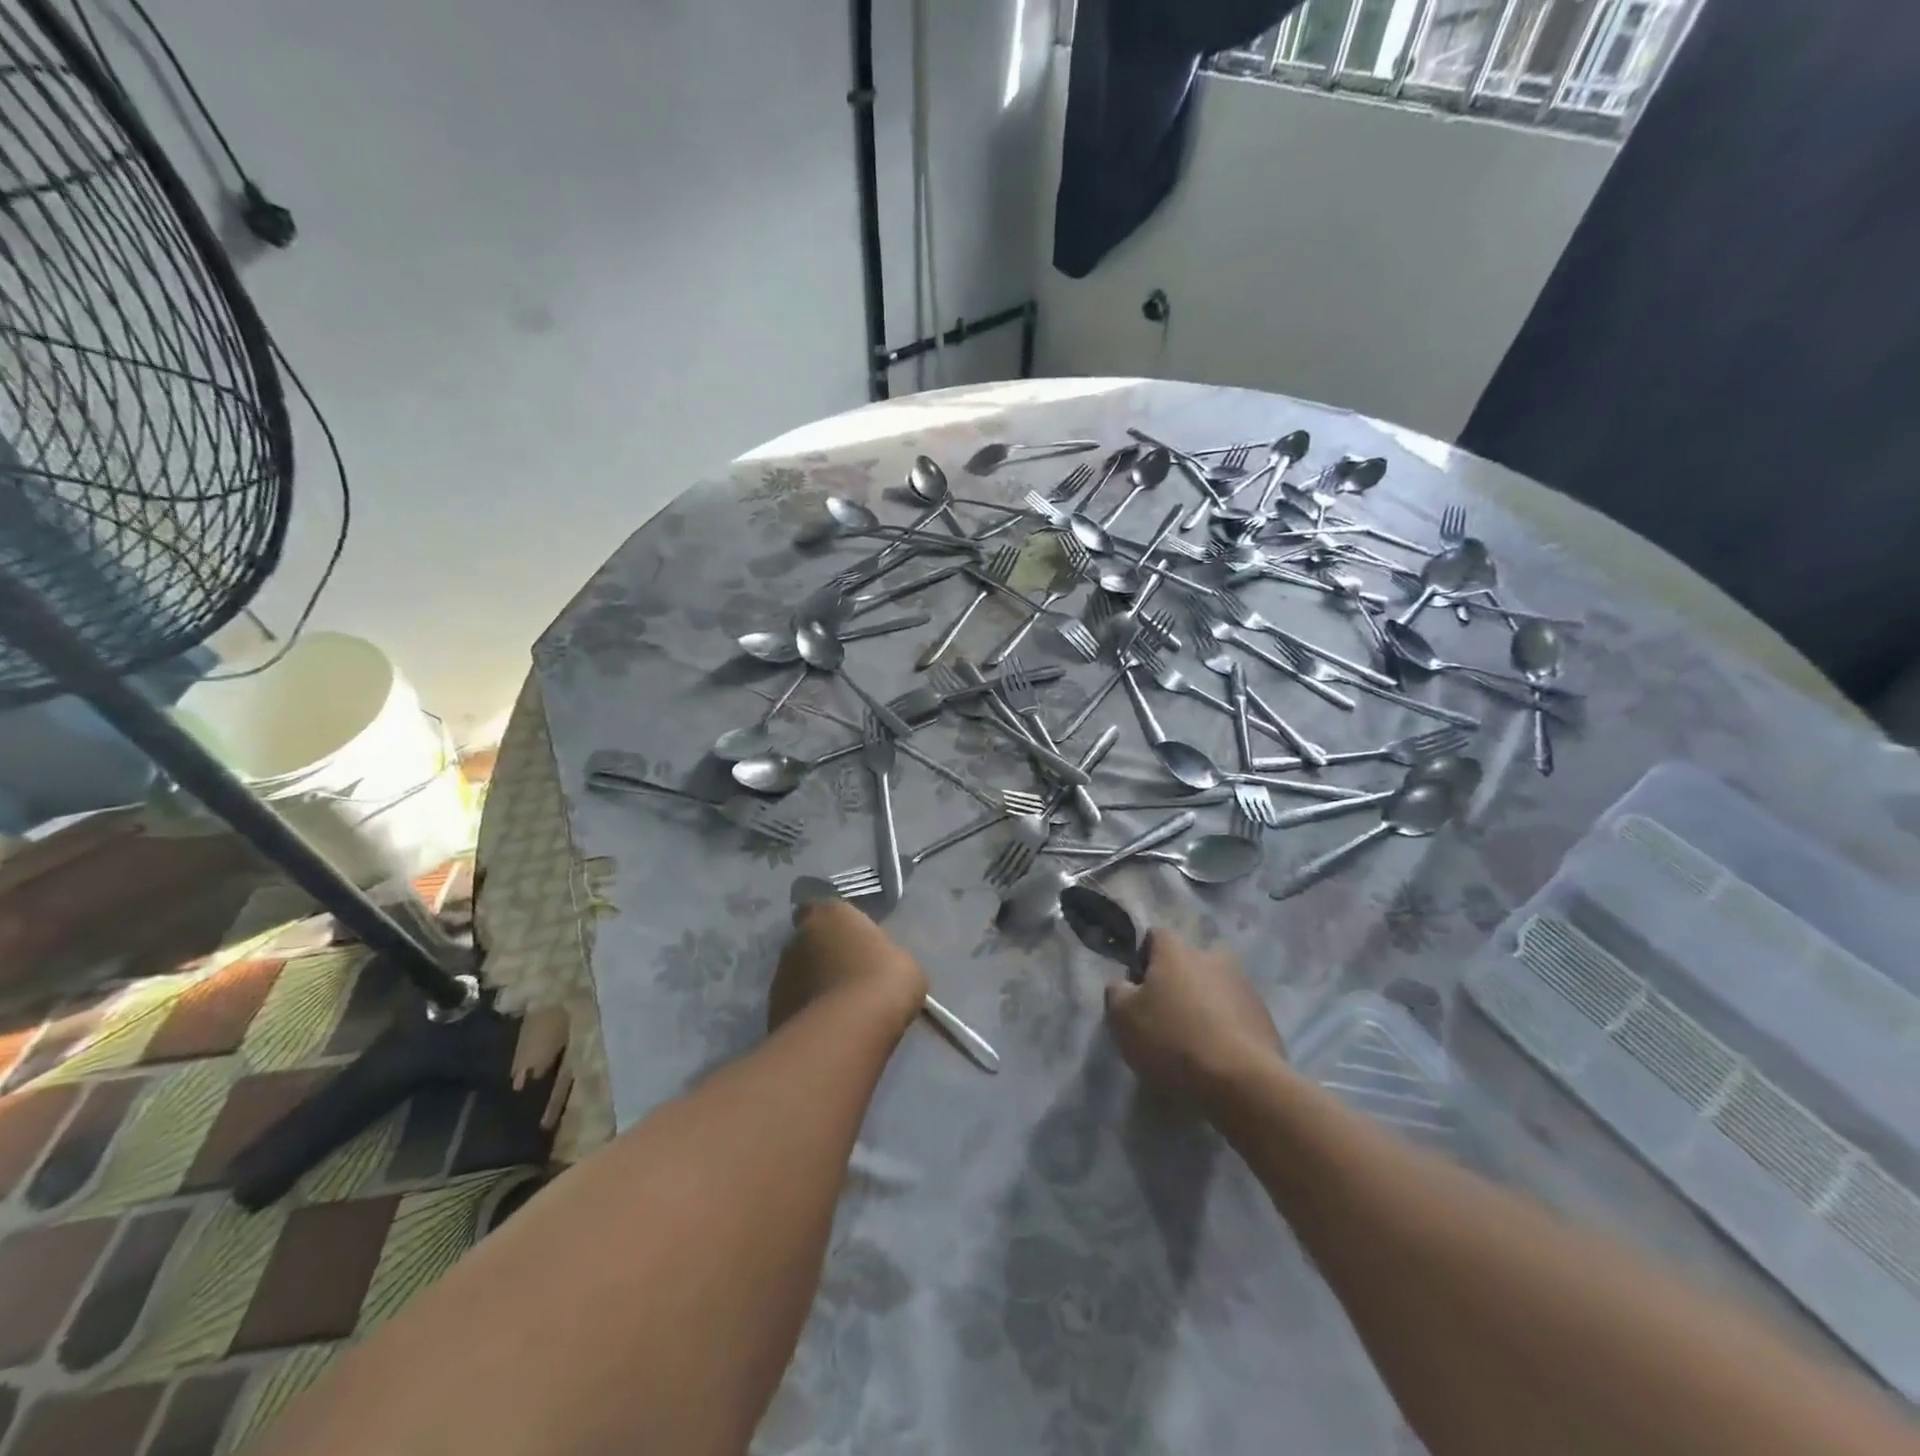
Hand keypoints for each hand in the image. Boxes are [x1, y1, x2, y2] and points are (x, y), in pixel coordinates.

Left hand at [769, 900, 926, 1036]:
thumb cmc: (883, 979)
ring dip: (814, 986)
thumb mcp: (901, 959)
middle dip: (823, 957)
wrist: (849, 1030)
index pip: (820, 908)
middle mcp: (797, 938)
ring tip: (840, 1010)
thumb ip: (881, 954)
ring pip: (798, 976)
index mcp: (829, 915)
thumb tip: (876, 964)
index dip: (832, 924)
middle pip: (808, 943)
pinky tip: (830, 1030)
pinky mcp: (774, 1011)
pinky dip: (807, 1015)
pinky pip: (795, 1007)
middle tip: (849, 977)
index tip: (849, 939)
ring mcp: (780, 976)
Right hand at [1104, 929, 1283, 1113]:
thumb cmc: (1173, 1041)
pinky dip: (1225, 1028)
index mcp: (1177, 951)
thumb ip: (1116, 992)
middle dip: (1176, 982)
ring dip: (1203, 1005)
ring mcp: (1244, 987)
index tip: (1137, 990)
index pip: (1155, 936)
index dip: (1142, 959)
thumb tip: (1124, 984)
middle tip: (1165, 1017)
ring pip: (1214, 988)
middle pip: (1188, 963)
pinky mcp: (1265, 1018)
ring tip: (1193, 1042)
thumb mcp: (1123, 1018)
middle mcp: (1213, 957)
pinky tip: (1216, 1056)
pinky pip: (1235, 1015)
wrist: (1242, 1084)